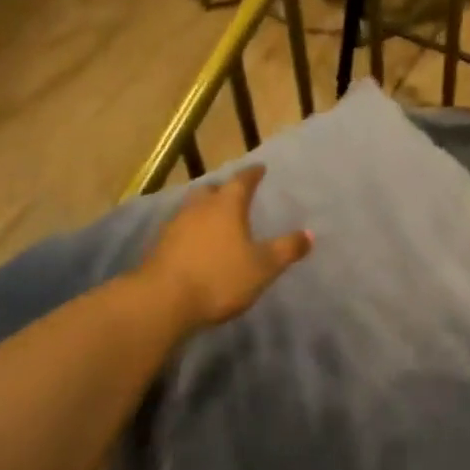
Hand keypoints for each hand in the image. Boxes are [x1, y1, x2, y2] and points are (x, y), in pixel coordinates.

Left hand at [141, 165, 312, 330]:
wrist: (163, 301)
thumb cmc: (220, 278)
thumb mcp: (263, 267)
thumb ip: (286, 249)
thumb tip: (309, 233)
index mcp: (226, 206)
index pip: (242, 181)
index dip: (253, 174)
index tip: (260, 168)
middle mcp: (198, 208)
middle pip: (211, 190)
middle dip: (224, 189)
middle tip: (235, 193)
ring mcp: (175, 226)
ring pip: (192, 208)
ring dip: (205, 209)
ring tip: (216, 218)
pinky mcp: (160, 246)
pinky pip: (180, 229)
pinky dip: (192, 230)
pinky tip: (197, 243)